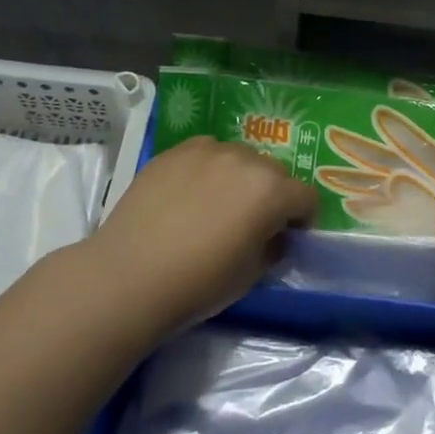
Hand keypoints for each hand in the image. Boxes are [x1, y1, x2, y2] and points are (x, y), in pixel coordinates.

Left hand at [86, 137, 314, 337]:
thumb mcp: (251, 275)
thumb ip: (273, 247)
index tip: (287, 236)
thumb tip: (274, 235)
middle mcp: (245, 160)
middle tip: (251, 223)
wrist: (129, 275)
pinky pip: (206, 152)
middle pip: (274, 172)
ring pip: (240, 158)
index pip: (305, 197)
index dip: (301, 219)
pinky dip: (208, 168)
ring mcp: (208, 150)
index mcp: (271, 191)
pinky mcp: (175, 151)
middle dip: (271, 195)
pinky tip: (189, 193)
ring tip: (216, 205)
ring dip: (240, 178)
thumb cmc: (198, 283)